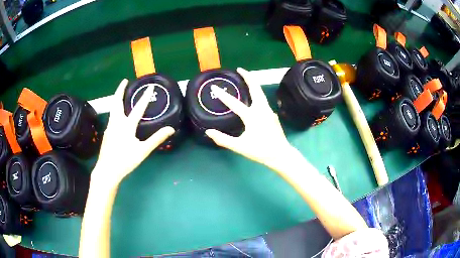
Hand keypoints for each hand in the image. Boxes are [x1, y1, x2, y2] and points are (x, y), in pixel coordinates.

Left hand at [92, 79, 174, 185]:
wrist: (107, 171)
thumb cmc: (125, 161)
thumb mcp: (142, 151)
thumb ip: (156, 139)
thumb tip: (171, 129)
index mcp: (126, 125)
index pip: (138, 108)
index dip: (145, 97)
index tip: (150, 87)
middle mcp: (116, 122)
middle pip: (117, 102)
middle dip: (121, 90)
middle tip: (124, 81)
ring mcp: (110, 127)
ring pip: (113, 109)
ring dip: (117, 99)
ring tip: (121, 94)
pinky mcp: (107, 133)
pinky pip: (112, 116)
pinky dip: (116, 109)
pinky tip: (118, 115)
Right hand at [205, 68, 297, 171]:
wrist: (281, 155)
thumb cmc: (260, 151)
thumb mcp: (240, 146)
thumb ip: (223, 139)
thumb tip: (208, 132)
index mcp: (252, 116)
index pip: (234, 103)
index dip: (223, 95)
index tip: (214, 87)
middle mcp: (262, 109)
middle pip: (255, 88)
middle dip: (248, 76)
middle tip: (240, 69)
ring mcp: (269, 111)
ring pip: (260, 93)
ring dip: (253, 84)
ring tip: (246, 79)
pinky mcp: (272, 115)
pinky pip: (263, 100)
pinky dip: (257, 94)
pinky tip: (253, 98)